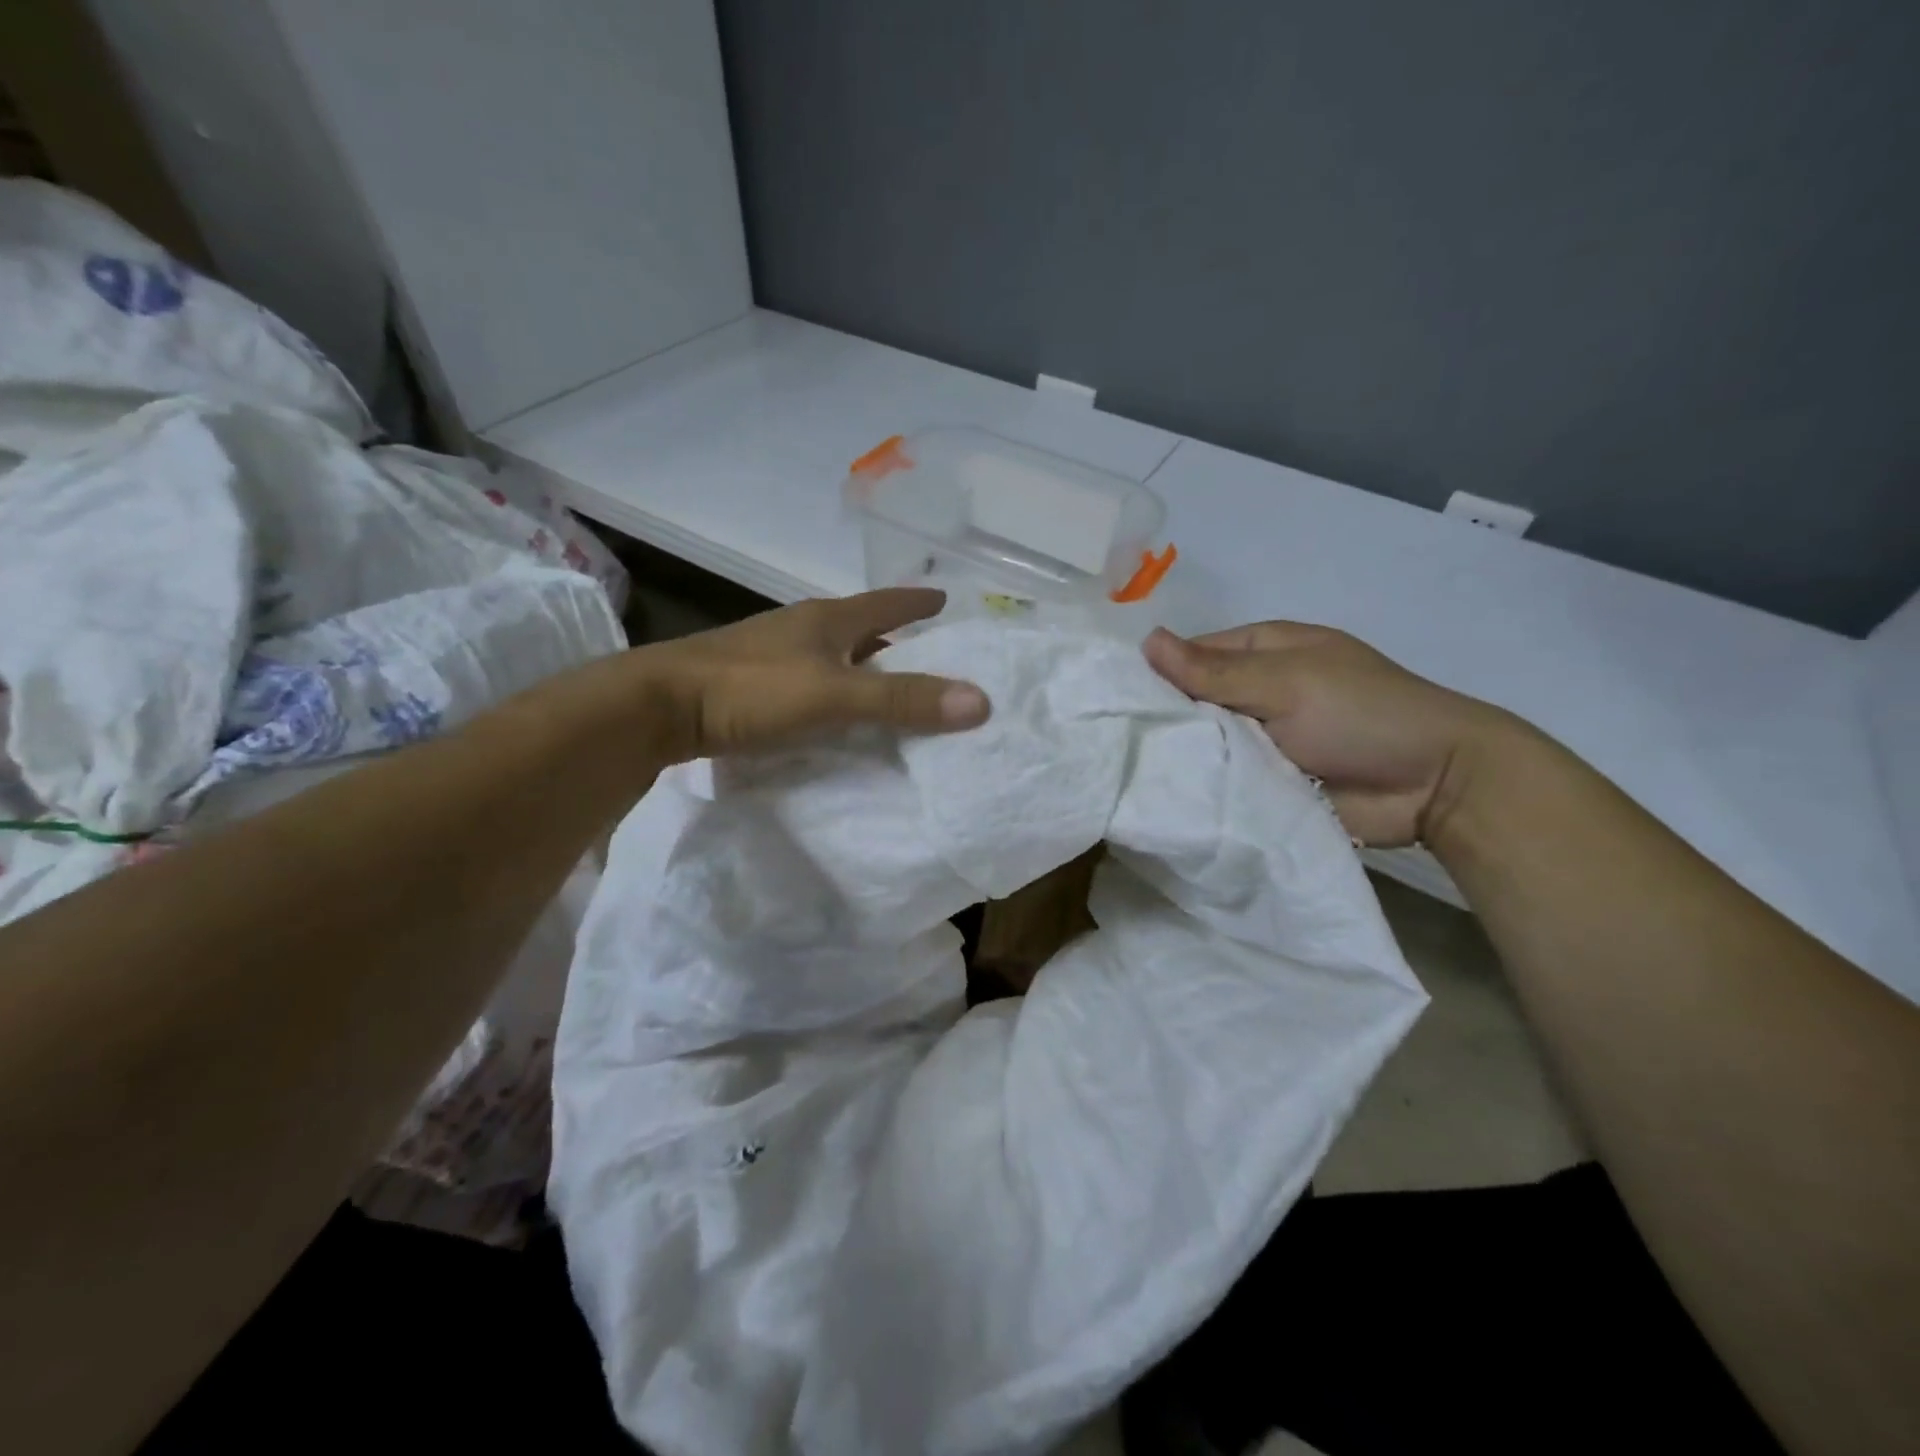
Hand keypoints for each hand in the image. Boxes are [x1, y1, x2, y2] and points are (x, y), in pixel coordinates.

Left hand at [633, 588, 988, 761]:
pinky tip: (834, 712)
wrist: (659, 706)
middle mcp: (801, 629)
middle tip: (928, 653)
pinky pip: (808, 679)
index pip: (885, 604)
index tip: (945, 598)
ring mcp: (771, 653)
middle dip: (894, 637)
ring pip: (832, 654)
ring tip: (886, 686)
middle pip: (860, 628)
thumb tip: (980, 700)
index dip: (917, 602)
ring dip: (861, 665)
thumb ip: (902, 700)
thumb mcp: (835, 695)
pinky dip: (833, 690)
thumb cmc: (752, 690)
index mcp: (827, 619)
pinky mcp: (749, 682)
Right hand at [1144, 622, 1510, 847]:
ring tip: (1126, 774)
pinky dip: (1201, 787)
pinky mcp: (1265, 783)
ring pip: (1204, 745)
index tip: (1111, 699)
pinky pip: (1223, 781)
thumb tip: (1146, 641)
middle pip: (1193, 702)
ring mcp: (1260, 740)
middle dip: (1163, 720)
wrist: (1433, 785)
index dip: (1155, 673)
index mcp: (1262, 651)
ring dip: (1180, 758)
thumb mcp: (1285, 682)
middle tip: (1112, 744)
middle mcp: (1255, 692)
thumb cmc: (1360, 713)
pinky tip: (1161, 798)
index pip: (1191, 655)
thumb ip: (1214, 671)